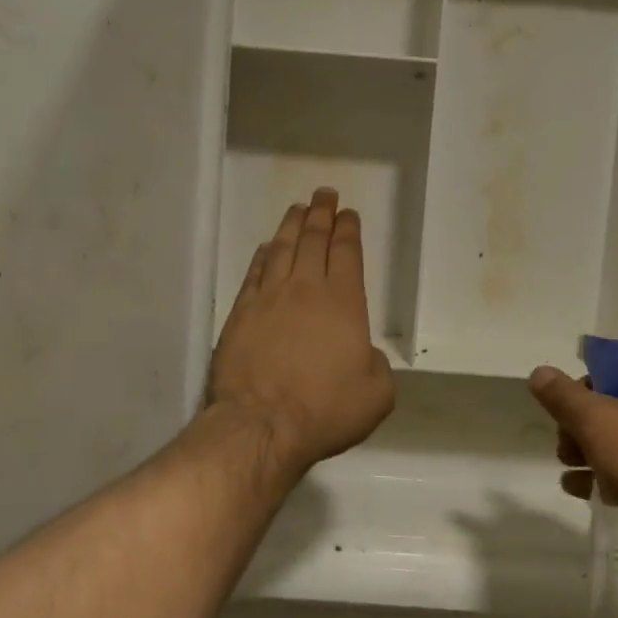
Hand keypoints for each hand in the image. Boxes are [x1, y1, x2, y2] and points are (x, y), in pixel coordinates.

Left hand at [209, 189, 395, 477]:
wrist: (262, 424)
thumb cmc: (326, 409)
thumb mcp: (376, 394)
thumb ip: (376, 365)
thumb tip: (363, 353)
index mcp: (343, 302)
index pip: (346, 252)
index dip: (348, 229)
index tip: (348, 213)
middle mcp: (305, 289)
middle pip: (313, 240)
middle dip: (321, 214)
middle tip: (324, 194)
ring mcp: (268, 298)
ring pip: (281, 249)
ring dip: (291, 225)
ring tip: (297, 208)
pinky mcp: (240, 313)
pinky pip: (254, 273)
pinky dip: (262, 255)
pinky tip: (265, 247)